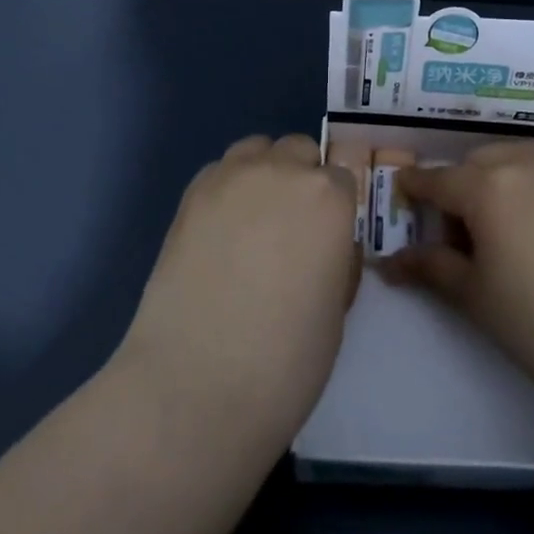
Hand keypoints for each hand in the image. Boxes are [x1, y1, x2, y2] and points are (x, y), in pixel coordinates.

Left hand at [116, 134, 360, 446]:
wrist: (196, 384)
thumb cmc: (286, 360)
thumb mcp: (337, 308)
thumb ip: (338, 258)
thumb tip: (328, 244)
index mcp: (330, 197)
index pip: (342, 176)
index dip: (336, 207)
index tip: (327, 235)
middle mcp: (283, 172)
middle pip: (299, 151)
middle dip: (301, 179)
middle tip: (290, 228)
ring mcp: (232, 177)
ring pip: (257, 149)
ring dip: (264, 172)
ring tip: (253, 220)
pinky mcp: (191, 195)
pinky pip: (220, 170)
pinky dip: (227, 187)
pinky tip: (220, 229)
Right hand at [382, 140, 533, 428]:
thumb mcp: (472, 293)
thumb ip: (430, 267)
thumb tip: (388, 263)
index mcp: (483, 186)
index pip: (437, 180)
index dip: (416, 186)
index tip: (405, 190)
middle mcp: (522, 161)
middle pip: (477, 164)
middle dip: (463, 187)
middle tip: (467, 231)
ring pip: (518, 154)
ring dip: (503, 174)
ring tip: (510, 215)